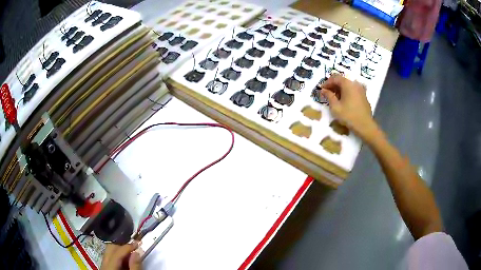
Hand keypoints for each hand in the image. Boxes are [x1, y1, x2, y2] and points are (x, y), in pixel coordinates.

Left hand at [101, 241, 141, 269]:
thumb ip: (135, 267)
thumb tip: (137, 252)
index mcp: (109, 268)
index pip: (116, 252)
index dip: (127, 247)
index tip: (138, 244)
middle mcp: (103, 265)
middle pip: (110, 249)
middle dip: (123, 246)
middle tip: (135, 248)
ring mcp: (103, 266)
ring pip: (109, 252)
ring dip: (121, 251)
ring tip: (132, 254)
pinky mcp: (106, 269)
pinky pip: (110, 258)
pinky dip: (119, 257)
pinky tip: (127, 260)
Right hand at [320, 74, 378, 142]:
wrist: (365, 126)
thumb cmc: (349, 116)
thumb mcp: (335, 107)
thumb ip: (328, 96)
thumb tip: (323, 90)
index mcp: (348, 84)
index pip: (335, 77)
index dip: (327, 82)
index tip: (322, 90)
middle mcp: (355, 84)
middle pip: (342, 80)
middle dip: (333, 86)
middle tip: (327, 94)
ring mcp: (361, 89)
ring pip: (348, 85)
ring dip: (340, 89)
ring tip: (335, 98)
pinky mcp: (364, 96)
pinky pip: (353, 90)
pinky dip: (347, 93)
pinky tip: (344, 101)